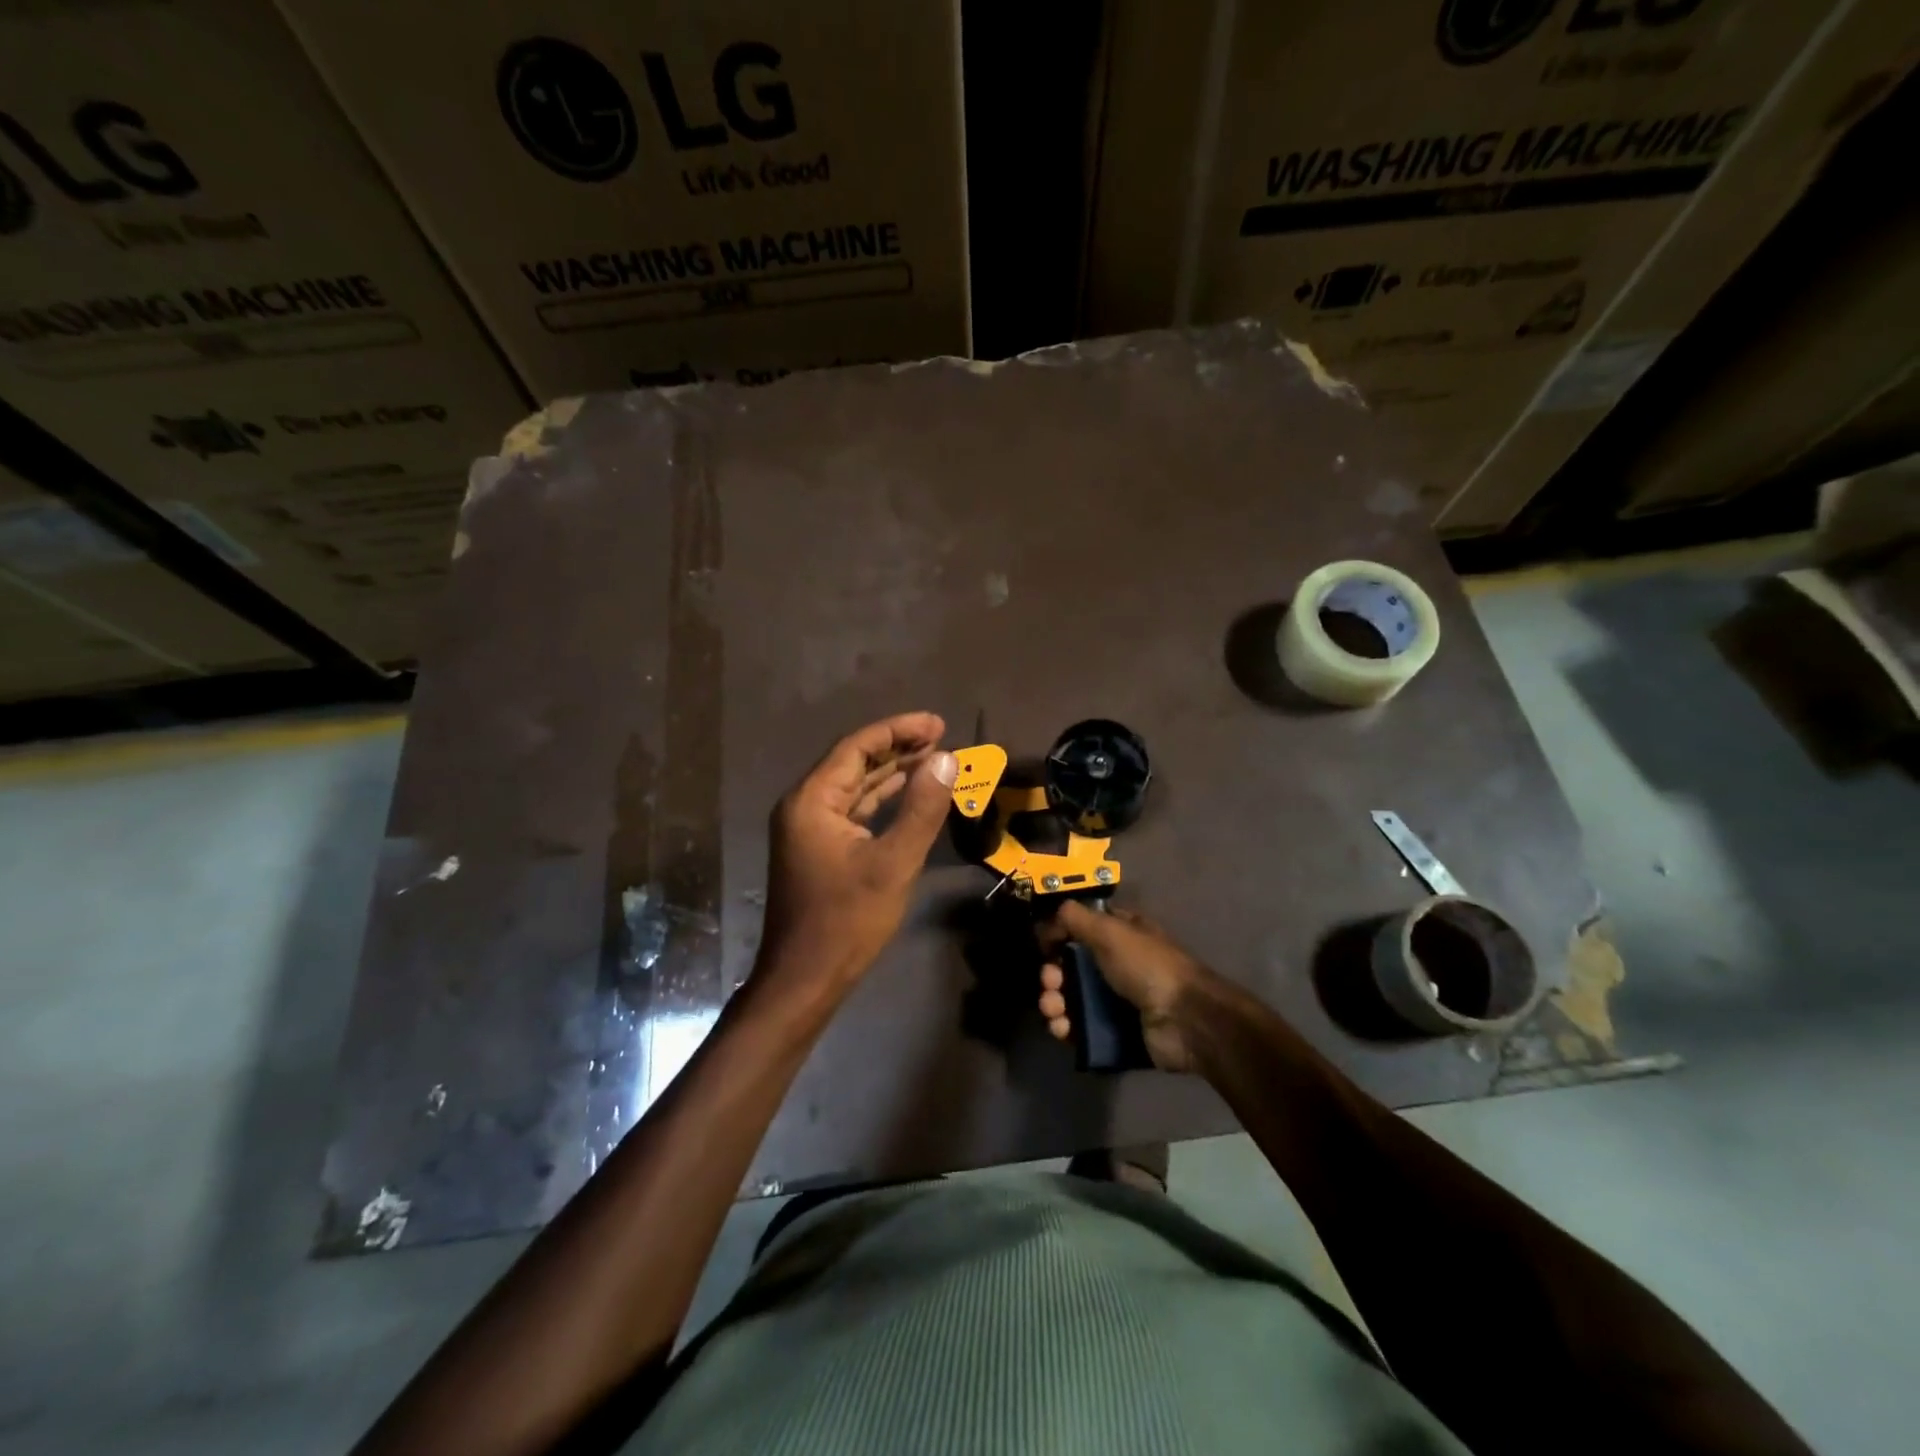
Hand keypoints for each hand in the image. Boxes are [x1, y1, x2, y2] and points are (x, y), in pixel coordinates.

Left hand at [760, 712, 957, 990]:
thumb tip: (946, 759)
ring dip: (891, 772)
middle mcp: (804, 806)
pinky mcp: (818, 849)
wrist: (805, 979)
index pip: (857, 748)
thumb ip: (921, 808)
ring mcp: (808, 829)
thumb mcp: (894, 863)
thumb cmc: (847, 921)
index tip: (938, 723)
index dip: (898, 730)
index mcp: (812, 800)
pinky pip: (852, 811)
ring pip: (854, 787)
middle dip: (897, 747)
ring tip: (933, 758)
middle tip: (941, 736)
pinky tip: (908, 793)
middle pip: (853, 762)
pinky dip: (881, 799)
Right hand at [1037, 901, 1210, 1072]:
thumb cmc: (1147, 966)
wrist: (1185, 1020)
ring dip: (1054, 1002)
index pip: (1082, 928)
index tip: (1044, 945)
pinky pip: (1081, 1028)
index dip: (1060, 935)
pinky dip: (1066, 1028)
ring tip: (1053, 1010)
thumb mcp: (1111, 930)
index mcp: (1121, 934)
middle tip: (1050, 983)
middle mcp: (1118, 964)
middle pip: (1071, 966)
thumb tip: (1051, 917)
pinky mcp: (1115, 1032)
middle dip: (1052, 974)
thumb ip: (1076, 918)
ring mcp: (1117, 1000)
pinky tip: (1061, 1029)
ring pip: (1072, 998)